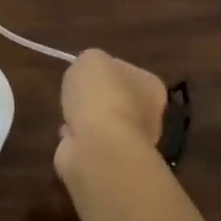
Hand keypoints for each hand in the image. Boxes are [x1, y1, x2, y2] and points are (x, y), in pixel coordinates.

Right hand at [54, 49, 166, 183]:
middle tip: (75, 95)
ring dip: (84, 120)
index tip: (85, 74)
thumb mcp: (91, 59)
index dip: (103, 71)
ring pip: (101, 123)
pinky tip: (69, 135)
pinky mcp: (111, 161)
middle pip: (114, 99)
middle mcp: (148, 115)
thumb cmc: (101, 96)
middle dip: (94, 99)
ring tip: (69, 116)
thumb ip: (91, 60)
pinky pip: (89, 143)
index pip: (126, 72)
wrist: (99, 146)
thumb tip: (89, 72)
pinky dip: (77, 139)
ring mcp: (130, 141)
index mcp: (151, 87)